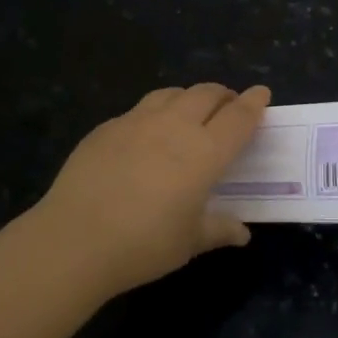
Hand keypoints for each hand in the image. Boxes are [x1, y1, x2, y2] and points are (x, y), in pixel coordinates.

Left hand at [30, 83, 267, 296]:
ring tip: (190, 111)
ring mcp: (137, 121)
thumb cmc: (144, 244)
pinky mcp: (107, 127)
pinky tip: (147, 134)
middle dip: (223, 95)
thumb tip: (242, 233)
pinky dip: (155, 112)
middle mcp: (175, 126)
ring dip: (189, 97)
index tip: (262, 94)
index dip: (254, 103)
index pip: (238, 117)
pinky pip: (140, 109)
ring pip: (172, 93)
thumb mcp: (189, 242)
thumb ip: (219, 230)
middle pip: (207, 94)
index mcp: (204, 152)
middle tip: (229, 106)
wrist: (75, 239)